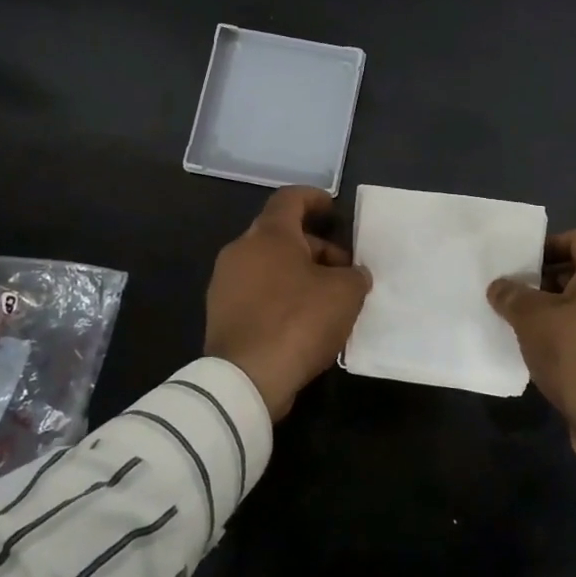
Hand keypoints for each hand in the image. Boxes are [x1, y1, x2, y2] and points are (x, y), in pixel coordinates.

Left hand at [205, 186, 371, 420]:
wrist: (245, 378)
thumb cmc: (299, 321)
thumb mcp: (345, 294)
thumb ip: (354, 275)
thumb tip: (353, 275)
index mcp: (269, 234)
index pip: (290, 198)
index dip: (314, 198)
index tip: (333, 209)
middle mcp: (241, 250)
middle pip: (281, 235)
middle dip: (315, 247)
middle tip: (343, 271)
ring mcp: (225, 283)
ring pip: (269, 265)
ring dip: (299, 274)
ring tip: (327, 300)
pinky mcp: (221, 314)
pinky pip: (257, 292)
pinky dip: (281, 296)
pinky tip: (303, 322)